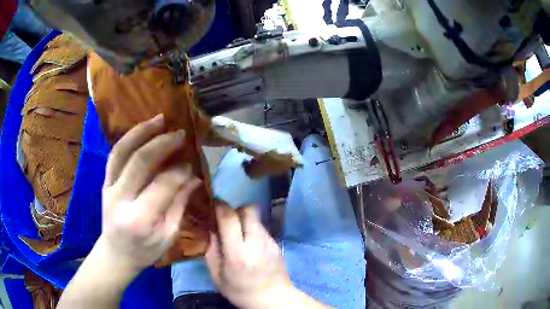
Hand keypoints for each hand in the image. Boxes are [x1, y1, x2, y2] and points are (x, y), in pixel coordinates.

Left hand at [101, 114, 200, 270]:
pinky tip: (142, 130)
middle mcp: (121, 200)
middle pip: (140, 162)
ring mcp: (109, 188)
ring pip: (122, 152)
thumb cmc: (145, 251)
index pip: (162, 186)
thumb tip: (193, 177)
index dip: (178, 171)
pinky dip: (128, 139)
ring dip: (142, 132)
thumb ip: (179, 205)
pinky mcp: (105, 182)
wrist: (115, 253)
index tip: (190, 163)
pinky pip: (115, 155)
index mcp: (140, 219)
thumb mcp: (168, 235)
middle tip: (180, 134)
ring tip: (159, 119)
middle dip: (162, 144)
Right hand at [205, 203, 292, 308]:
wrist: (274, 299)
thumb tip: (209, 228)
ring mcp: (269, 241)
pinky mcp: (277, 243)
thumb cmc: (240, 291)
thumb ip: (211, 251)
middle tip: (225, 221)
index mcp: (237, 253)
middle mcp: (256, 242)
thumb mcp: (217, 276)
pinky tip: (249, 243)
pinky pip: (261, 227)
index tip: (213, 205)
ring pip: (256, 217)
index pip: (229, 217)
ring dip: (244, 219)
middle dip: (234, 210)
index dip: (219, 206)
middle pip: (247, 210)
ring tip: (237, 233)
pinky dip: (252, 229)